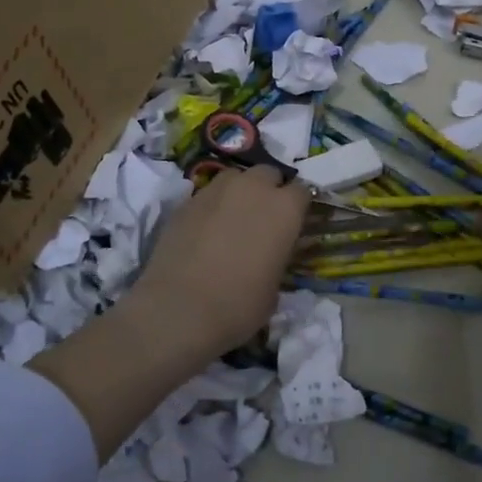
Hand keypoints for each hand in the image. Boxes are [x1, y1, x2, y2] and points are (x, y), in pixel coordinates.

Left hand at [121, 165, 310, 364]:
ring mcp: (216, 190)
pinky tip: (205, 230)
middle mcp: (253, 188)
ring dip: (239, 192)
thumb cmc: (239, 305)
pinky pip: (207, 194)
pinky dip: (212, 206)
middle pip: (268, 174)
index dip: (298, 207)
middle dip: (269, 190)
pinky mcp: (186, 200)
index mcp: (285, 209)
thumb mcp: (275, 288)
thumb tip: (269, 255)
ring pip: (235, 177)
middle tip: (263, 218)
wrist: (179, 308)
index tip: (294, 223)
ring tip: (232, 218)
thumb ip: (277, 258)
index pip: (303, 192)